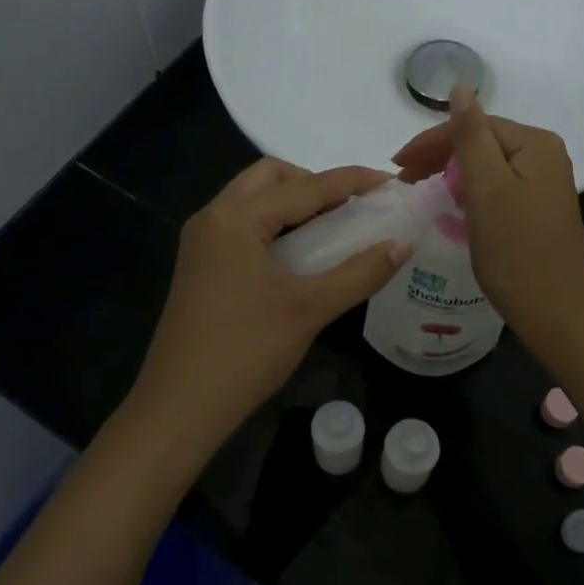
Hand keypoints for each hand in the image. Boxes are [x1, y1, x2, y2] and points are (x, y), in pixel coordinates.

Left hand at [129, 158, 409, 441]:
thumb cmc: (246, 351)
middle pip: (271, 177)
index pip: (306, 186)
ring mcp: (201, 242)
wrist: (179, 407)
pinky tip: (300, 254)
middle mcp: (213, 216)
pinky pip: (242, 224)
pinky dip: (275, 224)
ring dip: (294, 202)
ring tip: (333, 228)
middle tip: (353, 209)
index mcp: (236, 218)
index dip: (354, 182)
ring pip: (253, 199)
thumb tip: (404, 243)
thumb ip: (360, 272)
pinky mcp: (199, 265)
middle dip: (316, 183)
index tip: (393, 182)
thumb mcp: (310, 309)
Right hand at [392, 87, 583, 348]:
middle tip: (404, 180)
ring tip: (421, 191)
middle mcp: (546, 155)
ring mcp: (545, 183)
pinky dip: (470, 192)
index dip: (432, 142)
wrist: (556, 313)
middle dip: (440, 157)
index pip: (474, 125)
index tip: (397, 166)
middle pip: (482, 142)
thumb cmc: (516, 251)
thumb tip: (460, 88)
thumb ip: (471, 136)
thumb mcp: (487, 188)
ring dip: (452, 174)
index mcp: (536, 143)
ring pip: (487, 166)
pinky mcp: (539, 208)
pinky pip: (497, 187)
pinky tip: (452, 206)